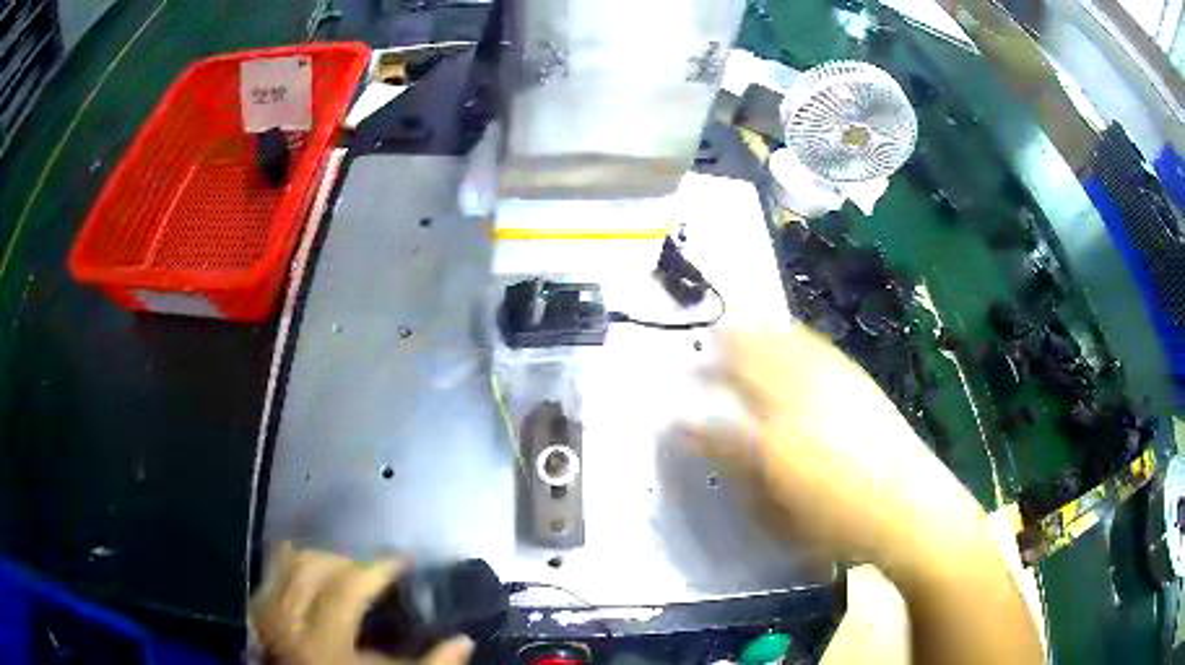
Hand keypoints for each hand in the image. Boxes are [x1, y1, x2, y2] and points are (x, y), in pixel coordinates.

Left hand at [250, 543, 473, 664]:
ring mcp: (265, 612)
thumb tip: (463, 640)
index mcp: (321, 640)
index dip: (381, 566)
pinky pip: (270, 572)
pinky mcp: (257, 612)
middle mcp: (286, 618)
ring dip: (319, 558)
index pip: (350, 584)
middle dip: (348, 560)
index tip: (405, 561)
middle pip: (313, 563)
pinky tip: (313, 581)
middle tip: (375, 572)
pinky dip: (293, 566)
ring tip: (345, 573)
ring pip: (286, 560)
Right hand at [685, 326, 985, 566]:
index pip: (724, 416)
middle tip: (703, 344)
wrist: (908, 506)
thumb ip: (738, 470)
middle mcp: (800, 402)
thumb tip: (701, 439)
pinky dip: (793, 334)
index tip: (678, 399)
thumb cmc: (840, 522)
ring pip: (783, 346)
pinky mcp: (855, 379)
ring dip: (755, 333)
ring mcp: (831, 385)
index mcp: (777, 442)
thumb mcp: (780, 510)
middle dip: (723, 351)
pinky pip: (816, 346)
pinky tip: (786, 331)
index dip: (697, 404)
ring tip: (735, 324)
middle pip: (753, 364)